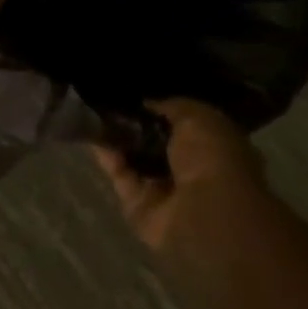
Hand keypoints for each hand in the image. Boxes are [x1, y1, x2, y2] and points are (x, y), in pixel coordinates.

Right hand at [91, 100, 266, 275]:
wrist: (203, 214)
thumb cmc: (212, 159)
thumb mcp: (199, 117)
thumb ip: (173, 106)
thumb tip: (146, 103)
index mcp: (215, 147)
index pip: (186, 124)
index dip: (162, 109)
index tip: (138, 94)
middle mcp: (191, 169)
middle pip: (156, 142)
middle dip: (134, 123)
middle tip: (109, 100)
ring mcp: (164, 189)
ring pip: (134, 158)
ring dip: (116, 138)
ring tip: (93, 110)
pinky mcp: (138, 204)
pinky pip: (120, 175)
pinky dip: (107, 156)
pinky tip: (92, 133)